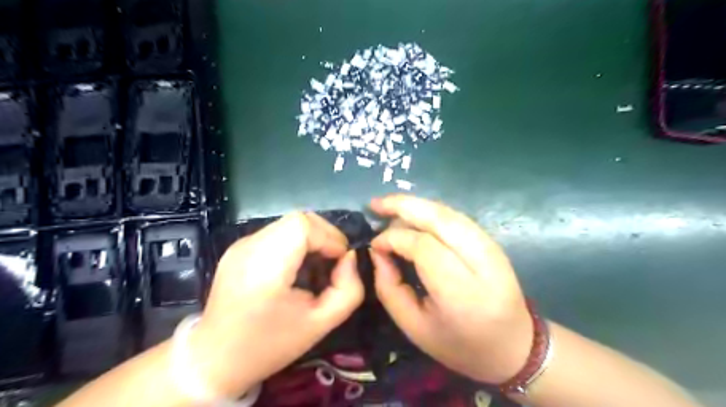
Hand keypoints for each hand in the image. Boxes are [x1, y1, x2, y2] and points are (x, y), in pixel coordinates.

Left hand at [187, 215, 361, 398]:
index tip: (340, 260)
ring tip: (317, 264)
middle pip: (298, 219)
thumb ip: (348, 289)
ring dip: (311, 238)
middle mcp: (249, 247)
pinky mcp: (239, 248)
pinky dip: (296, 242)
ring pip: (288, 223)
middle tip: (334, 260)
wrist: (214, 359)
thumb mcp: (320, 324)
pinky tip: (297, 266)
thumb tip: (349, 258)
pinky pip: (277, 233)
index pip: (302, 225)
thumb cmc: (269, 345)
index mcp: (265, 267)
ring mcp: (240, 245)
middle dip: (324, 235)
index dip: (329, 236)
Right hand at [371, 196, 531, 383]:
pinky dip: (430, 211)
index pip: (423, 246)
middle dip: (402, 205)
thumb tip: (377, 250)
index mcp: (461, 293)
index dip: (394, 237)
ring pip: (448, 213)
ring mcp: (492, 247)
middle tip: (375, 205)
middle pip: (439, 219)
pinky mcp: (492, 241)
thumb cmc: (458, 344)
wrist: (513, 346)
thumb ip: (389, 287)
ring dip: (415, 205)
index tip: (375, 244)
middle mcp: (481, 262)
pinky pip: (456, 217)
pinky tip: (413, 215)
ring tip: (389, 207)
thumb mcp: (413, 327)